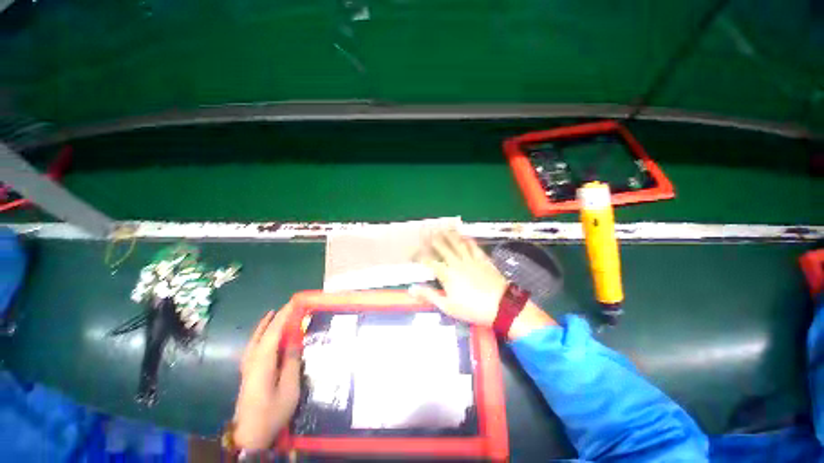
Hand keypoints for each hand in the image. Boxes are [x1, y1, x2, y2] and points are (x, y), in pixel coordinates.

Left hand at [233, 305, 300, 450]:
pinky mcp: (248, 373)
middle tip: (288, 305)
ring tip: (275, 313)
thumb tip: (294, 340)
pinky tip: (265, 335)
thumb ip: (291, 362)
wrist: (250, 436)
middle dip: (275, 318)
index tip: (294, 303)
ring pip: (255, 339)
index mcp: (261, 363)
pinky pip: (254, 346)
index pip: (273, 333)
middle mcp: (251, 361)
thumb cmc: (272, 412)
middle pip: (262, 333)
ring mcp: (247, 367)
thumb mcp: (289, 389)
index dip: (284, 316)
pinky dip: (260, 334)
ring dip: (266, 324)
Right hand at [411, 230, 554, 339]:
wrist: (500, 305)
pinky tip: (465, 236)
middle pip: (443, 248)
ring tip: (443, 227)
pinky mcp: (482, 259)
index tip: (415, 252)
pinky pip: (474, 246)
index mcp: (447, 275)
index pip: (430, 262)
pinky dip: (468, 240)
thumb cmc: (472, 308)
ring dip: (449, 235)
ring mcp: (470, 259)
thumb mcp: (448, 306)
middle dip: (434, 239)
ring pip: (457, 244)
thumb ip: (430, 296)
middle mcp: (457, 263)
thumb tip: (412, 289)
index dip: (421, 256)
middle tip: (428, 230)